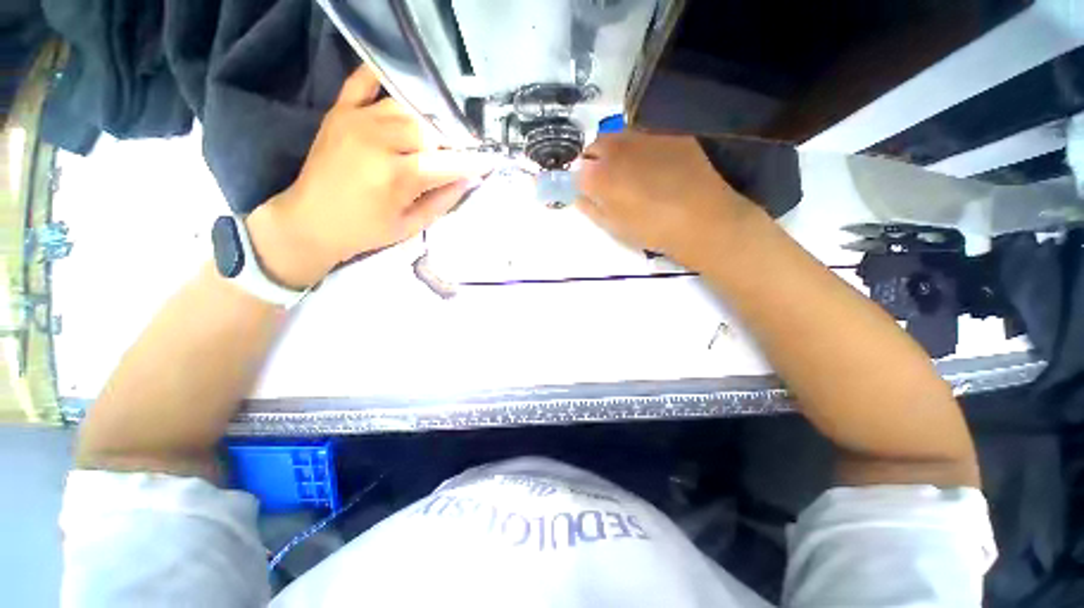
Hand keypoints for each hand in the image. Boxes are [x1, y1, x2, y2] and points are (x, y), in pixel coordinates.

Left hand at [246, 65, 495, 288]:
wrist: (309, 221)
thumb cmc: (366, 231)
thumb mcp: (411, 226)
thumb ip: (443, 201)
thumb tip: (469, 179)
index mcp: (396, 176)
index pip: (446, 162)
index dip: (471, 161)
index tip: (489, 160)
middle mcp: (377, 141)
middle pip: (428, 128)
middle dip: (446, 142)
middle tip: (452, 154)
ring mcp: (356, 121)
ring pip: (405, 107)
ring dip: (424, 122)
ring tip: (430, 137)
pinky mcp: (339, 112)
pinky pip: (363, 81)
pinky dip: (382, 77)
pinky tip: (401, 86)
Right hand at [575, 132, 762, 264]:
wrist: (702, 220)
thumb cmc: (651, 231)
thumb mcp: (614, 227)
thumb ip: (592, 208)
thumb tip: (581, 196)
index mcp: (599, 176)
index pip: (578, 169)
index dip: (582, 180)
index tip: (589, 190)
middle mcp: (617, 149)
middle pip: (596, 145)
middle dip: (596, 159)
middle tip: (607, 178)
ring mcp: (646, 137)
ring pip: (620, 135)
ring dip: (617, 150)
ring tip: (631, 170)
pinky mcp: (671, 135)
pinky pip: (647, 136)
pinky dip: (642, 148)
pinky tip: (656, 166)